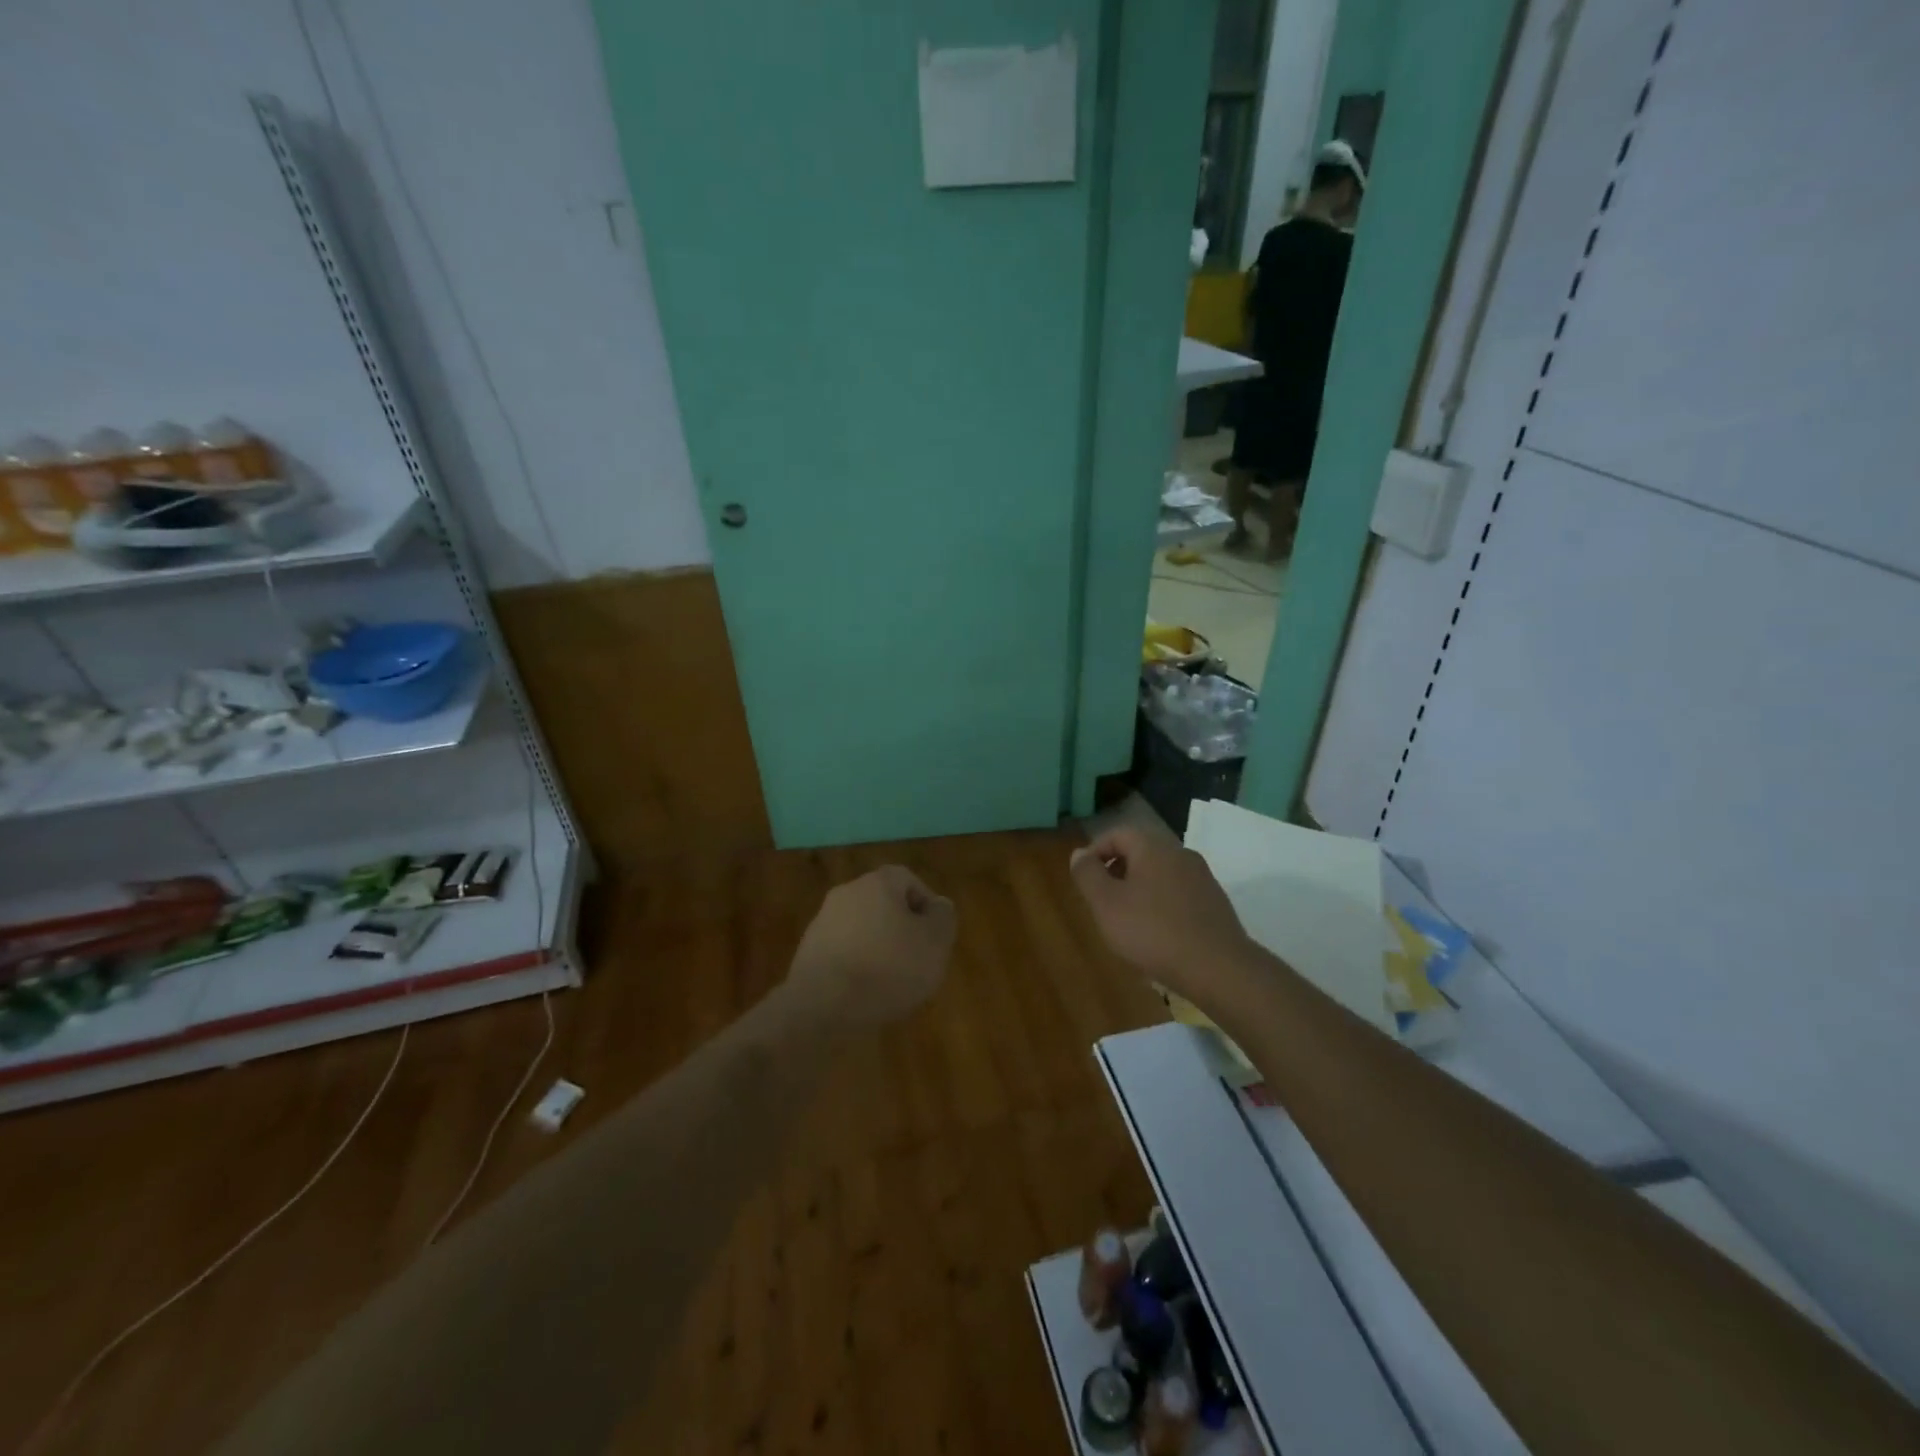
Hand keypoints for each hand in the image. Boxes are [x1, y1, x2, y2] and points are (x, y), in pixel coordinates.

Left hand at [787, 866, 955, 1026]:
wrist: (822, 1006)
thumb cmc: (888, 968)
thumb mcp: (935, 943)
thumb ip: (942, 918)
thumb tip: (938, 906)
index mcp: (877, 883)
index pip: (908, 879)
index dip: (925, 905)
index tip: (934, 935)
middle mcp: (847, 893)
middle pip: (883, 903)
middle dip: (901, 928)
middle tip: (916, 959)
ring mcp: (822, 922)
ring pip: (861, 928)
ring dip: (877, 948)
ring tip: (891, 982)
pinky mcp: (807, 952)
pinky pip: (842, 951)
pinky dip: (856, 965)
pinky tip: (864, 992)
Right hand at [1070, 825, 1254, 1005]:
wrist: (1219, 968)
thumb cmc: (1153, 932)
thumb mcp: (1106, 904)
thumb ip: (1088, 874)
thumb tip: (1079, 854)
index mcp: (1153, 847)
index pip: (1117, 834)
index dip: (1095, 852)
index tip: (1083, 879)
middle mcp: (1181, 854)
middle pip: (1140, 853)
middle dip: (1117, 872)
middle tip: (1101, 901)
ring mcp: (1202, 878)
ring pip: (1160, 874)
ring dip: (1139, 890)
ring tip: (1127, 921)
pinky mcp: (1215, 903)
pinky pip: (1178, 894)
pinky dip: (1161, 906)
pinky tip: (1157, 934)